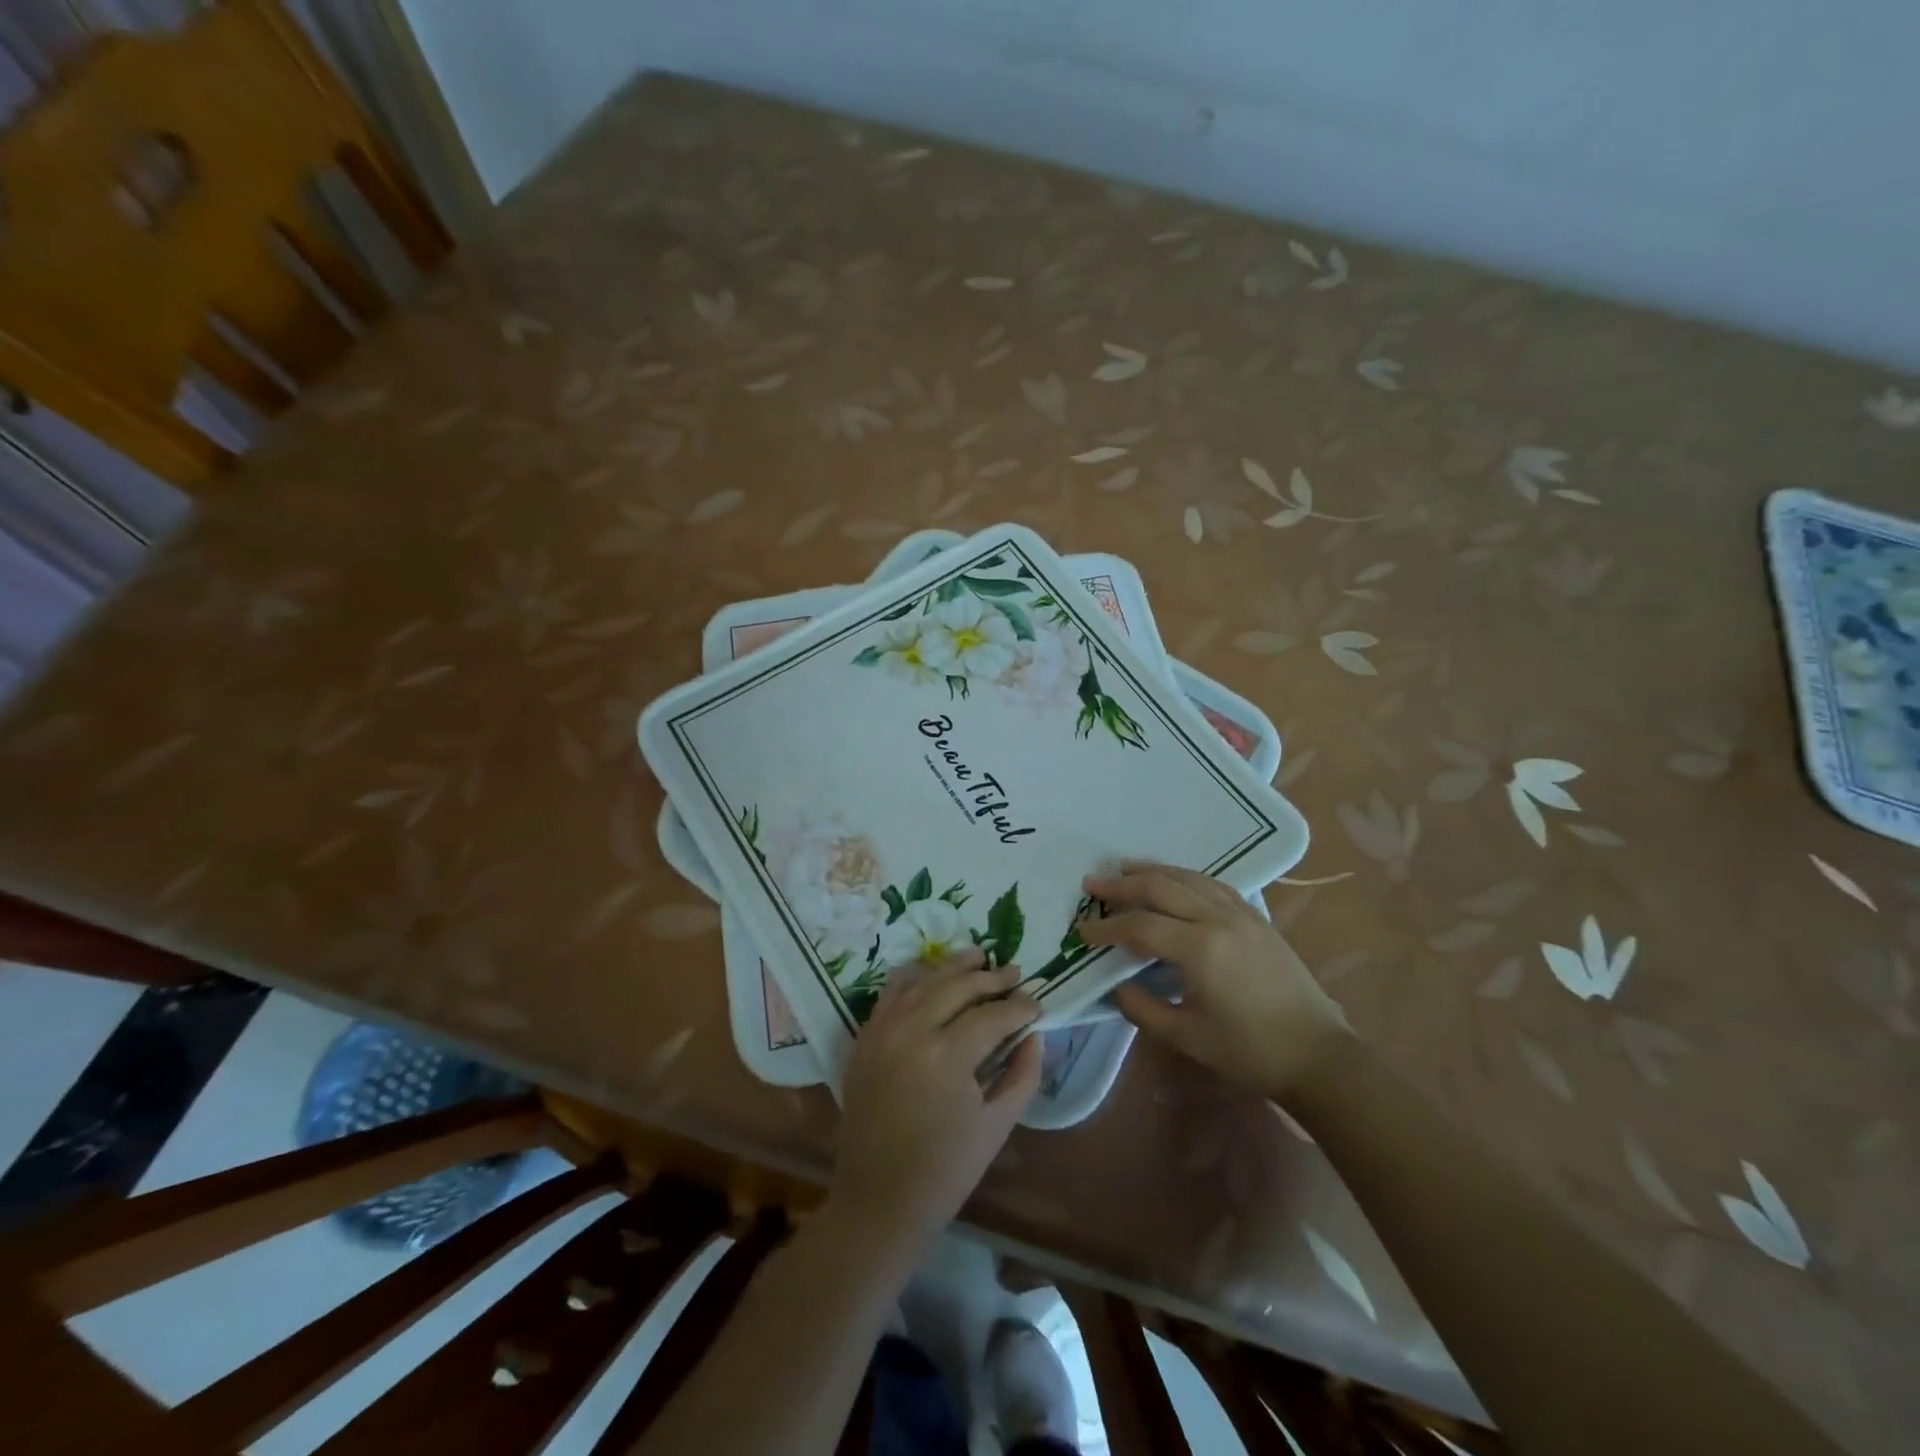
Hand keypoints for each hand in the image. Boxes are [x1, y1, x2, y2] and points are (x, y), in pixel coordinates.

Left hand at [829, 950, 1041, 1249]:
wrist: (878, 1200)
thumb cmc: (945, 1170)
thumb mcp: (997, 1125)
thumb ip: (1023, 1074)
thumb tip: (1034, 1034)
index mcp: (947, 1055)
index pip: (992, 1015)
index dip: (1019, 1008)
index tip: (1037, 1006)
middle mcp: (912, 1031)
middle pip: (958, 987)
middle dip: (991, 978)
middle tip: (1015, 973)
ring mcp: (883, 1031)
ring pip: (924, 982)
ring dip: (954, 967)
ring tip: (979, 956)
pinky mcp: (865, 1039)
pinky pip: (890, 995)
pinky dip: (911, 979)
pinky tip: (927, 971)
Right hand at [1079, 863, 1351, 1097]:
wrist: (1318, 1056)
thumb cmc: (1250, 1051)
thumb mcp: (1187, 1037)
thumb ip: (1142, 1008)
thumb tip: (1115, 986)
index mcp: (1201, 949)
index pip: (1141, 926)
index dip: (1107, 928)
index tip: (1082, 933)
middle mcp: (1219, 920)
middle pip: (1161, 888)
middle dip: (1122, 885)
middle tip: (1092, 882)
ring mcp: (1242, 915)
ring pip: (1189, 878)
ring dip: (1153, 871)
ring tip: (1125, 868)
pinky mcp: (1258, 919)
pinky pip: (1214, 885)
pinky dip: (1186, 877)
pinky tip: (1175, 881)